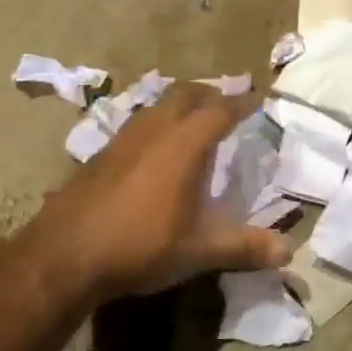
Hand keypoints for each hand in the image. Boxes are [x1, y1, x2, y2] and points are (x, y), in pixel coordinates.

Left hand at [32, 83, 290, 301]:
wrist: (62, 256)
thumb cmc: (139, 247)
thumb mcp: (198, 251)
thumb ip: (244, 247)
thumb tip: (289, 252)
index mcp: (184, 144)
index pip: (220, 110)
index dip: (241, 103)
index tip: (257, 100)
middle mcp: (154, 130)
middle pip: (185, 93)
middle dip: (209, 94)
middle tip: (226, 105)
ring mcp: (122, 139)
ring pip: (157, 105)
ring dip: (179, 105)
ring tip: (193, 122)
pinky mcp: (100, 154)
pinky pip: (137, 123)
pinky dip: (156, 123)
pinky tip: (154, 151)